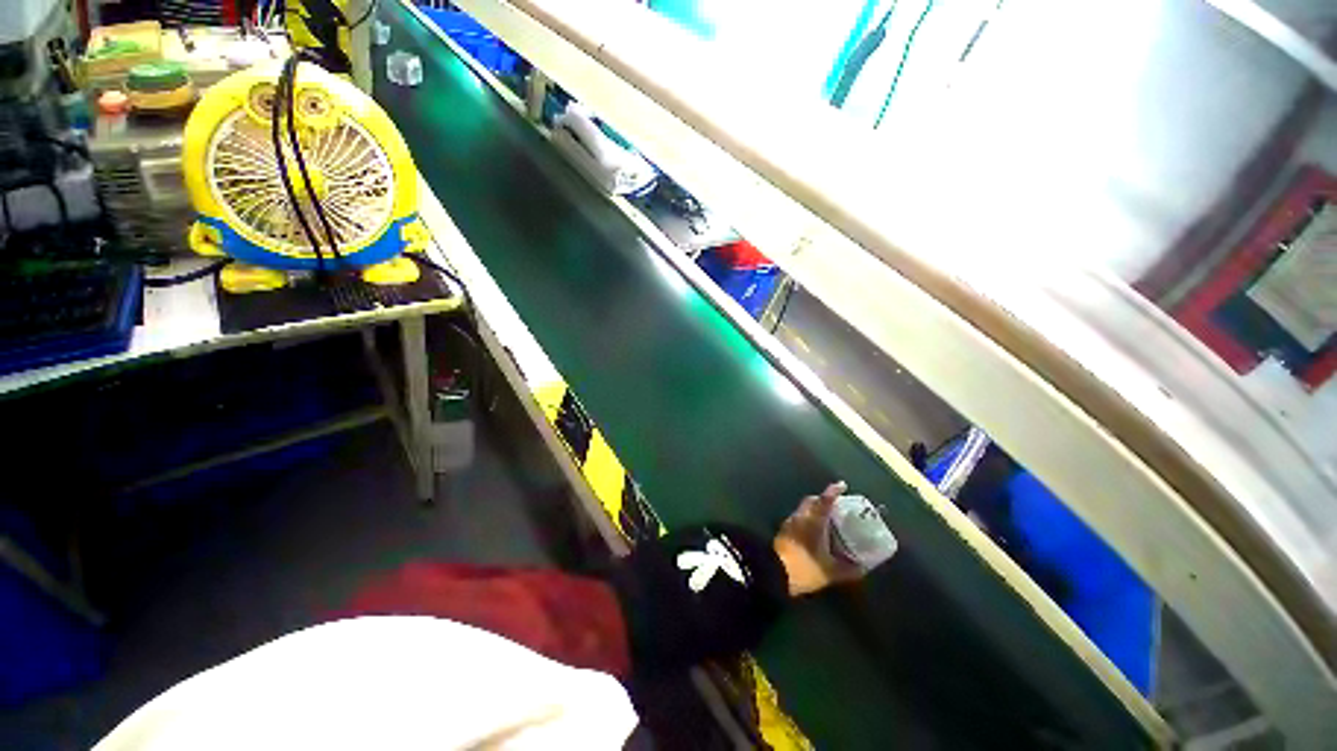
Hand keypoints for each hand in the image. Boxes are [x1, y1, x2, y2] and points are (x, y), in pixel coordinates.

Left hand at [773, 481, 865, 596]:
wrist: (774, 572)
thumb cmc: (804, 567)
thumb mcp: (830, 571)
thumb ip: (848, 570)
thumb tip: (863, 568)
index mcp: (813, 520)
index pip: (825, 500)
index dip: (834, 491)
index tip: (842, 485)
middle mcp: (800, 516)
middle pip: (812, 501)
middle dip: (823, 499)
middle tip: (836, 506)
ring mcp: (790, 522)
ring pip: (803, 509)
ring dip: (814, 510)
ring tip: (827, 519)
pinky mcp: (783, 530)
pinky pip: (798, 518)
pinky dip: (807, 519)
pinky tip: (813, 532)